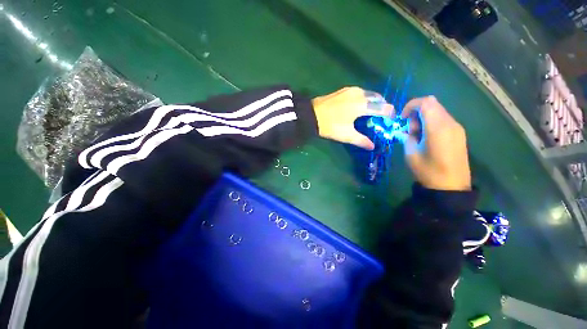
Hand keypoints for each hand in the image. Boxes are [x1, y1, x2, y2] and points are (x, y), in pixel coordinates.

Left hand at [312, 87, 393, 149]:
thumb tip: (372, 146)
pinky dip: (364, 98)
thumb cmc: (331, 125)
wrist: (312, 115)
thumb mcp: (347, 135)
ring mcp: (350, 90)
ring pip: (368, 94)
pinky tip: (359, 105)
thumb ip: (361, 140)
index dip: (389, 114)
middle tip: (382, 116)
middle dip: (383, 106)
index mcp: (363, 105)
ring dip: (373, 101)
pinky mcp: (343, 90)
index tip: (391, 119)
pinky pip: (360, 92)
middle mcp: (360, 94)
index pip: (383, 107)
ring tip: (372, 111)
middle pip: (378, 98)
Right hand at [401, 96, 470, 190]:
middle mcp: (450, 123)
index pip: (425, 102)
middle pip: (432, 104)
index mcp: (437, 128)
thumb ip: (407, 137)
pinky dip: (431, 123)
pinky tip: (426, 138)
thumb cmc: (428, 171)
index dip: (410, 106)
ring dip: (424, 118)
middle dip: (416, 113)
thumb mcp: (411, 153)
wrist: (451, 186)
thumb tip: (404, 131)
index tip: (402, 119)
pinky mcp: (459, 133)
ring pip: (438, 111)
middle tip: (409, 130)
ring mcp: (457, 128)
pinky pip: (443, 119)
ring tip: (417, 135)